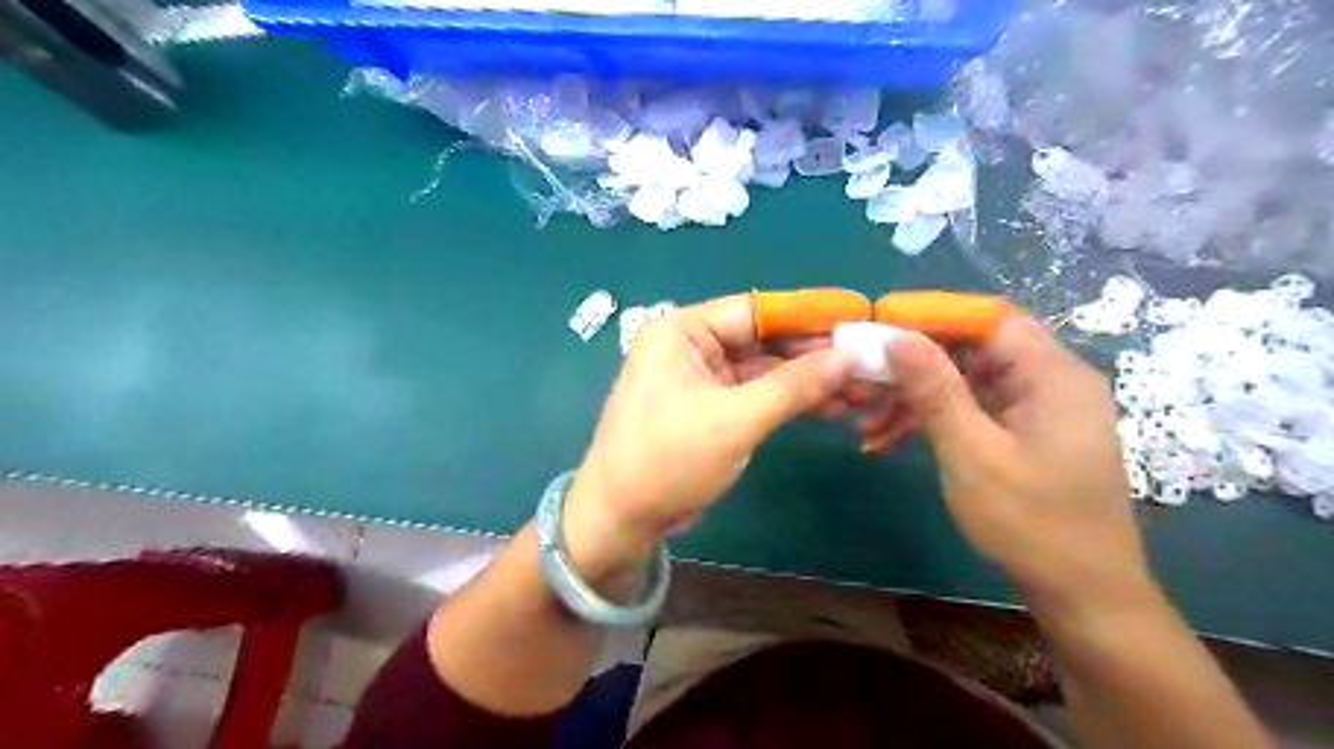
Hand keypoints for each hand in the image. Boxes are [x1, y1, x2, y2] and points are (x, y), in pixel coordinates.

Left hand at [562, 296, 853, 574]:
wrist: (621, 519)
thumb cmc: (667, 460)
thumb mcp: (734, 420)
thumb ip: (792, 386)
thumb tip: (849, 356)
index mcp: (683, 331)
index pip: (756, 310)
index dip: (808, 316)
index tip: (859, 319)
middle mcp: (692, 346)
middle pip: (765, 340)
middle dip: (815, 356)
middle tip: (870, 365)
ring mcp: (703, 379)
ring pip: (766, 370)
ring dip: (809, 382)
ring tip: (862, 391)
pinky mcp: (712, 408)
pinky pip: (758, 395)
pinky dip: (791, 402)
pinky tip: (831, 408)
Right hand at [883, 313, 1146, 615]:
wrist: (1082, 593)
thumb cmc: (1031, 523)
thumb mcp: (972, 452)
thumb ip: (934, 390)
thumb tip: (894, 336)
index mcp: (1052, 374)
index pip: (988, 319)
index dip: (933, 315)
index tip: (880, 327)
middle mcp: (1050, 380)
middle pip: (972, 349)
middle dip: (914, 365)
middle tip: (865, 382)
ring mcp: (1036, 408)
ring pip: (965, 381)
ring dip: (915, 399)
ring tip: (867, 424)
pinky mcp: (1024, 432)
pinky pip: (972, 409)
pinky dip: (933, 420)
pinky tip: (890, 440)